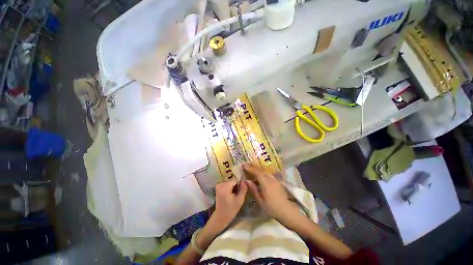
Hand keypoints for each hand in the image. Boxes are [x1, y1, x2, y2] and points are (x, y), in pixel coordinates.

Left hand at [211, 180, 247, 230]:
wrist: (220, 217)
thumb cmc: (231, 209)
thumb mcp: (239, 200)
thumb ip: (243, 189)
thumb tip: (245, 181)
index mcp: (225, 186)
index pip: (235, 180)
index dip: (240, 185)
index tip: (241, 192)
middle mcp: (220, 184)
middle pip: (232, 181)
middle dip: (236, 186)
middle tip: (237, 195)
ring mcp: (218, 185)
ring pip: (230, 183)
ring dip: (233, 187)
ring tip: (234, 195)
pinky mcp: (218, 188)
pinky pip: (226, 185)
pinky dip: (229, 188)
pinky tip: (230, 195)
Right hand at [243, 164, 298, 222]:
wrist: (286, 210)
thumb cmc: (272, 208)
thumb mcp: (260, 201)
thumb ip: (253, 189)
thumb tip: (246, 181)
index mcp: (266, 183)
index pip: (257, 172)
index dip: (250, 168)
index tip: (243, 165)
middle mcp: (271, 179)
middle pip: (261, 170)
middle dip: (253, 167)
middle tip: (246, 166)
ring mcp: (275, 179)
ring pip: (265, 172)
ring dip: (258, 170)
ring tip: (251, 170)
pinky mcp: (277, 181)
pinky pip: (268, 174)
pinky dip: (262, 173)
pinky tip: (260, 176)